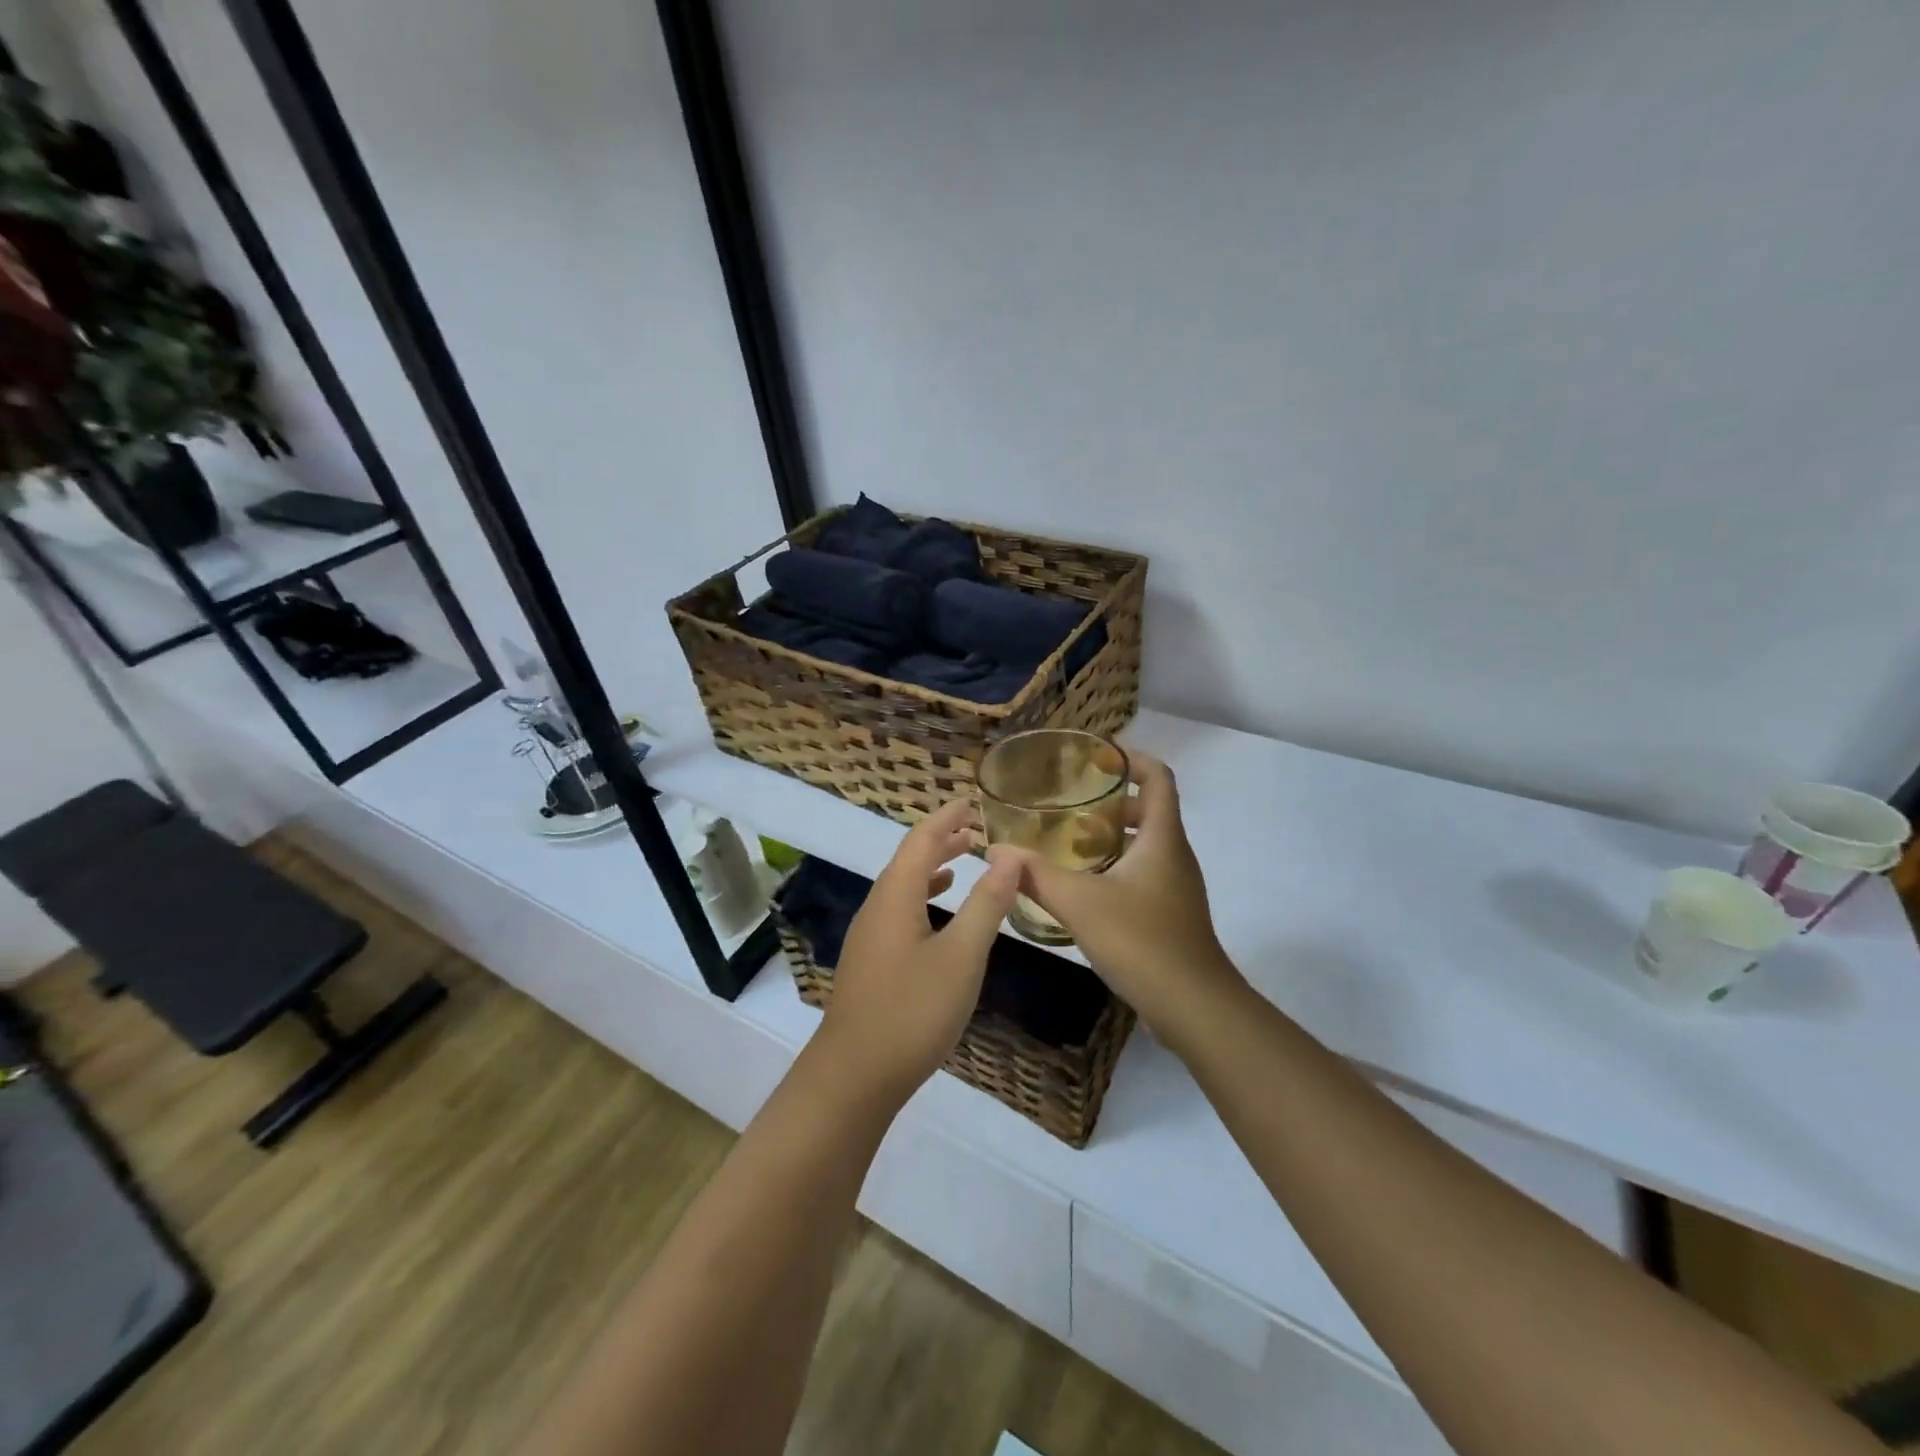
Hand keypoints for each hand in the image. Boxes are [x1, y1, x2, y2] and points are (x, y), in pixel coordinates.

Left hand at [815, 800, 1021, 1102]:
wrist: (854, 1075)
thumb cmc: (913, 1010)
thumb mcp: (961, 956)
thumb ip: (986, 903)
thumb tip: (1009, 855)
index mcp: (896, 895)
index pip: (922, 839)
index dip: (947, 817)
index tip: (972, 801)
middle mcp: (877, 906)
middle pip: (909, 859)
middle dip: (941, 839)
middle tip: (975, 828)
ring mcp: (869, 935)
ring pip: (903, 886)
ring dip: (932, 867)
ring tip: (963, 859)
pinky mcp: (870, 961)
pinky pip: (899, 910)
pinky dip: (923, 897)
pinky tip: (938, 915)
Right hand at [997, 753, 1243, 1045]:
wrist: (1193, 1005)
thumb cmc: (1141, 940)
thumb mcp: (1079, 902)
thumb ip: (1035, 875)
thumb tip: (995, 851)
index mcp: (1162, 838)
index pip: (1158, 777)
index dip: (1131, 759)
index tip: (1096, 759)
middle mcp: (1175, 855)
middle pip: (1150, 810)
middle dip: (1112, 803)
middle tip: (1070, 806)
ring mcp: (1177, 887)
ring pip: (1146, 845)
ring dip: (1112, 837)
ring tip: (1068, 844)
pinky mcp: (1172, 914)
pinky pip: (1145, 873)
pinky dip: (1116, 867)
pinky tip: (1084, 889)